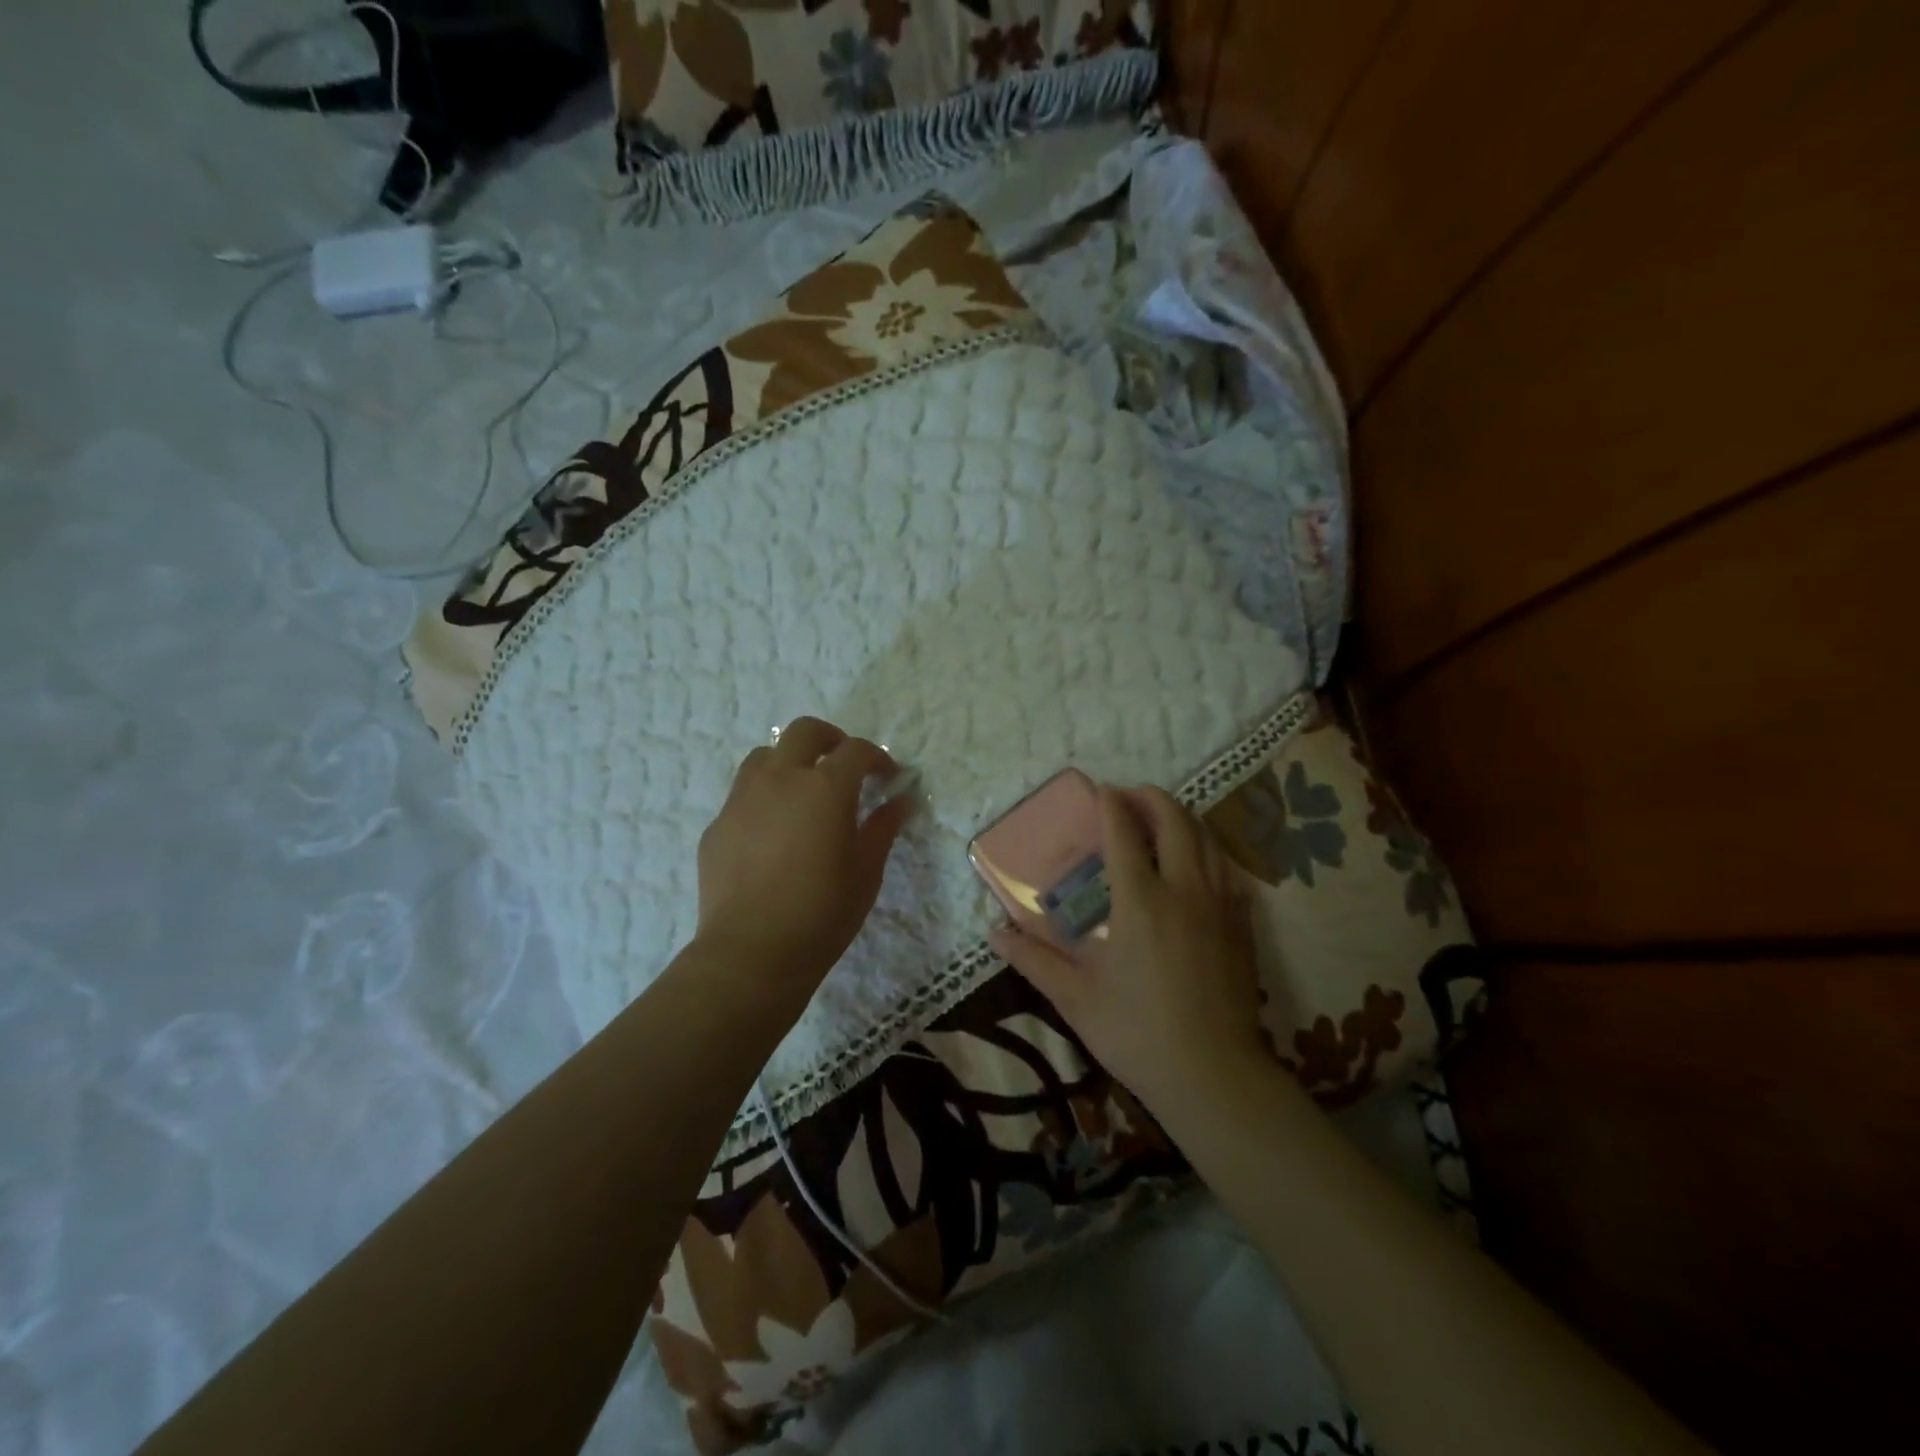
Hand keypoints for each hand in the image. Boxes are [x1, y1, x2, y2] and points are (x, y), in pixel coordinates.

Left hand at [695, 717, 912, 1001]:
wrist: (752, 952)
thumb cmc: (822, 913)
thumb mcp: (866, 871)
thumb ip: (883, 828)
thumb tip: (901, 801)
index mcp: (825, 788)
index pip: (856, 751)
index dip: (877, 758)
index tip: (888, 776)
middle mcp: (781, 780)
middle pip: (804, 732)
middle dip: (830, 739)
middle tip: (843, 765)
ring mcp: (742, 799)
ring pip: (765, 756)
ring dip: (789, 763)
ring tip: (801, 793)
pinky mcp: (717, 824)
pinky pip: (742, 796)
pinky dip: (763, 799)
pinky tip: (771, 835)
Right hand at [988, 784, 1267, 1113]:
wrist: (1213, 1075)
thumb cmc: (1136, 1033)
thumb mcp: (1075, 998)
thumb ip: (1033, 960)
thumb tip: (993, 934)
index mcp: (1140, 902)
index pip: (1124, 833)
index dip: (1111, 805)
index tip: (1100, 791)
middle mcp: (1183, 890)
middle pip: (1174, 821)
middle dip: (1151, 798)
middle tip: (1130, 796)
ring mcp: (1219, 905)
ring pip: (1206, 839)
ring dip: (1182, 818)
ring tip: (1161, 819)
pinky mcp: (1242, 925)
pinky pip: (1228, 869)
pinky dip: (1209, 850)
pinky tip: (1199, 861)